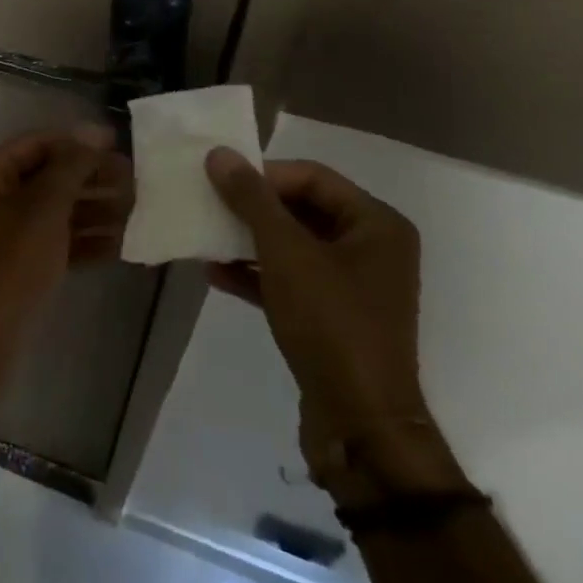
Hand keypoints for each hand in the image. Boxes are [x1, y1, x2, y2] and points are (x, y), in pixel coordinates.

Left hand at [0, 126, 133, 347]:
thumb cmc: (9, 262)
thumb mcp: (44, 207)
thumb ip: (72, 166)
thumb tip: (96, 132)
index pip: (39, 144)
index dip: (79, 143)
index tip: (120, 146)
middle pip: (50, 176)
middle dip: (93, 178)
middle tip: (136, 182)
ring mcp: (6, 231)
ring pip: (57, 210)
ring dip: (96, 209)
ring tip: (138, 211)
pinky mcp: (20, 263)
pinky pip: (57, 240)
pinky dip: (86, 240)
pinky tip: (123, 244)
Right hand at [207, 149, 462, 495]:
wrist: (360, 428)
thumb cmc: (331, 324)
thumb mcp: (285, 253)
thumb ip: (251, 199)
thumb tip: (220, 153)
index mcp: (376, 224)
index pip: (312, 177)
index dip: (263, 175)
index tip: (220, 180)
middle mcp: (371, 248)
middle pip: (301, 209)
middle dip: (252, 209)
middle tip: (209, 203)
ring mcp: (353, 286)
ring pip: (292, 246)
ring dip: (248, 241)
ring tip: (206, 236)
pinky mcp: (333, 318)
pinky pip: (291, 280)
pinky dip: (256, 275)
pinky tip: (215, 274)